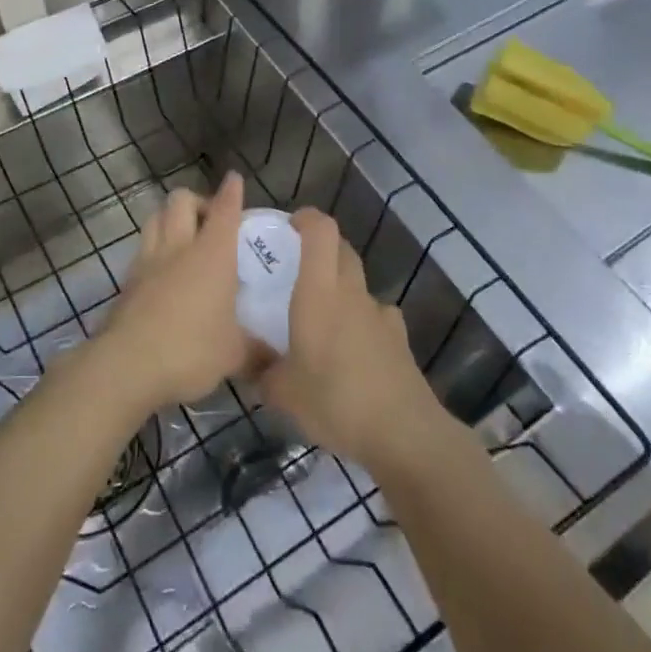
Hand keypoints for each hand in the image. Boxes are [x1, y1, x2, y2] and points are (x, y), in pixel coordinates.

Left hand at [100, 172, 259, 408]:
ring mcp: (148, 261)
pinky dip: (154, 248)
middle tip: (210, 221)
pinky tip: (162, 271)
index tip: (235, 179)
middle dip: (197, 201)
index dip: (232, 192)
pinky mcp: (128, 281)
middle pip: (181, 201)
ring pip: (155, 218)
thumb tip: (277, 360)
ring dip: (170, 218)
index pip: (224, 210)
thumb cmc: (190, 350)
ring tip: (184, 237)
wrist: (126, 366)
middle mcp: (179, 247)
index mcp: (212, 254)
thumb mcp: (234, 355)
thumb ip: (258, 352)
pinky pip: (142, 249)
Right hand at [259, 208, 452, 473]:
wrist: (402, 432)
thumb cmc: (334, 400)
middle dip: (321, 249)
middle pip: (342, 250)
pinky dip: (362, 321)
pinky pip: (376, 316)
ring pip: (358, 283)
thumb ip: (262, 373)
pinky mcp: (398, 339)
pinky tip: (353, 349)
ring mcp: (380, 314)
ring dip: (341, 288)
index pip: (321, 231)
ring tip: (323, 318)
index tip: (289, 226)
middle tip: (296, 270)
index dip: (307, 219)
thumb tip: (248, 365)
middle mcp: (351, 292)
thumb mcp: (283, 393)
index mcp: (320, 292)